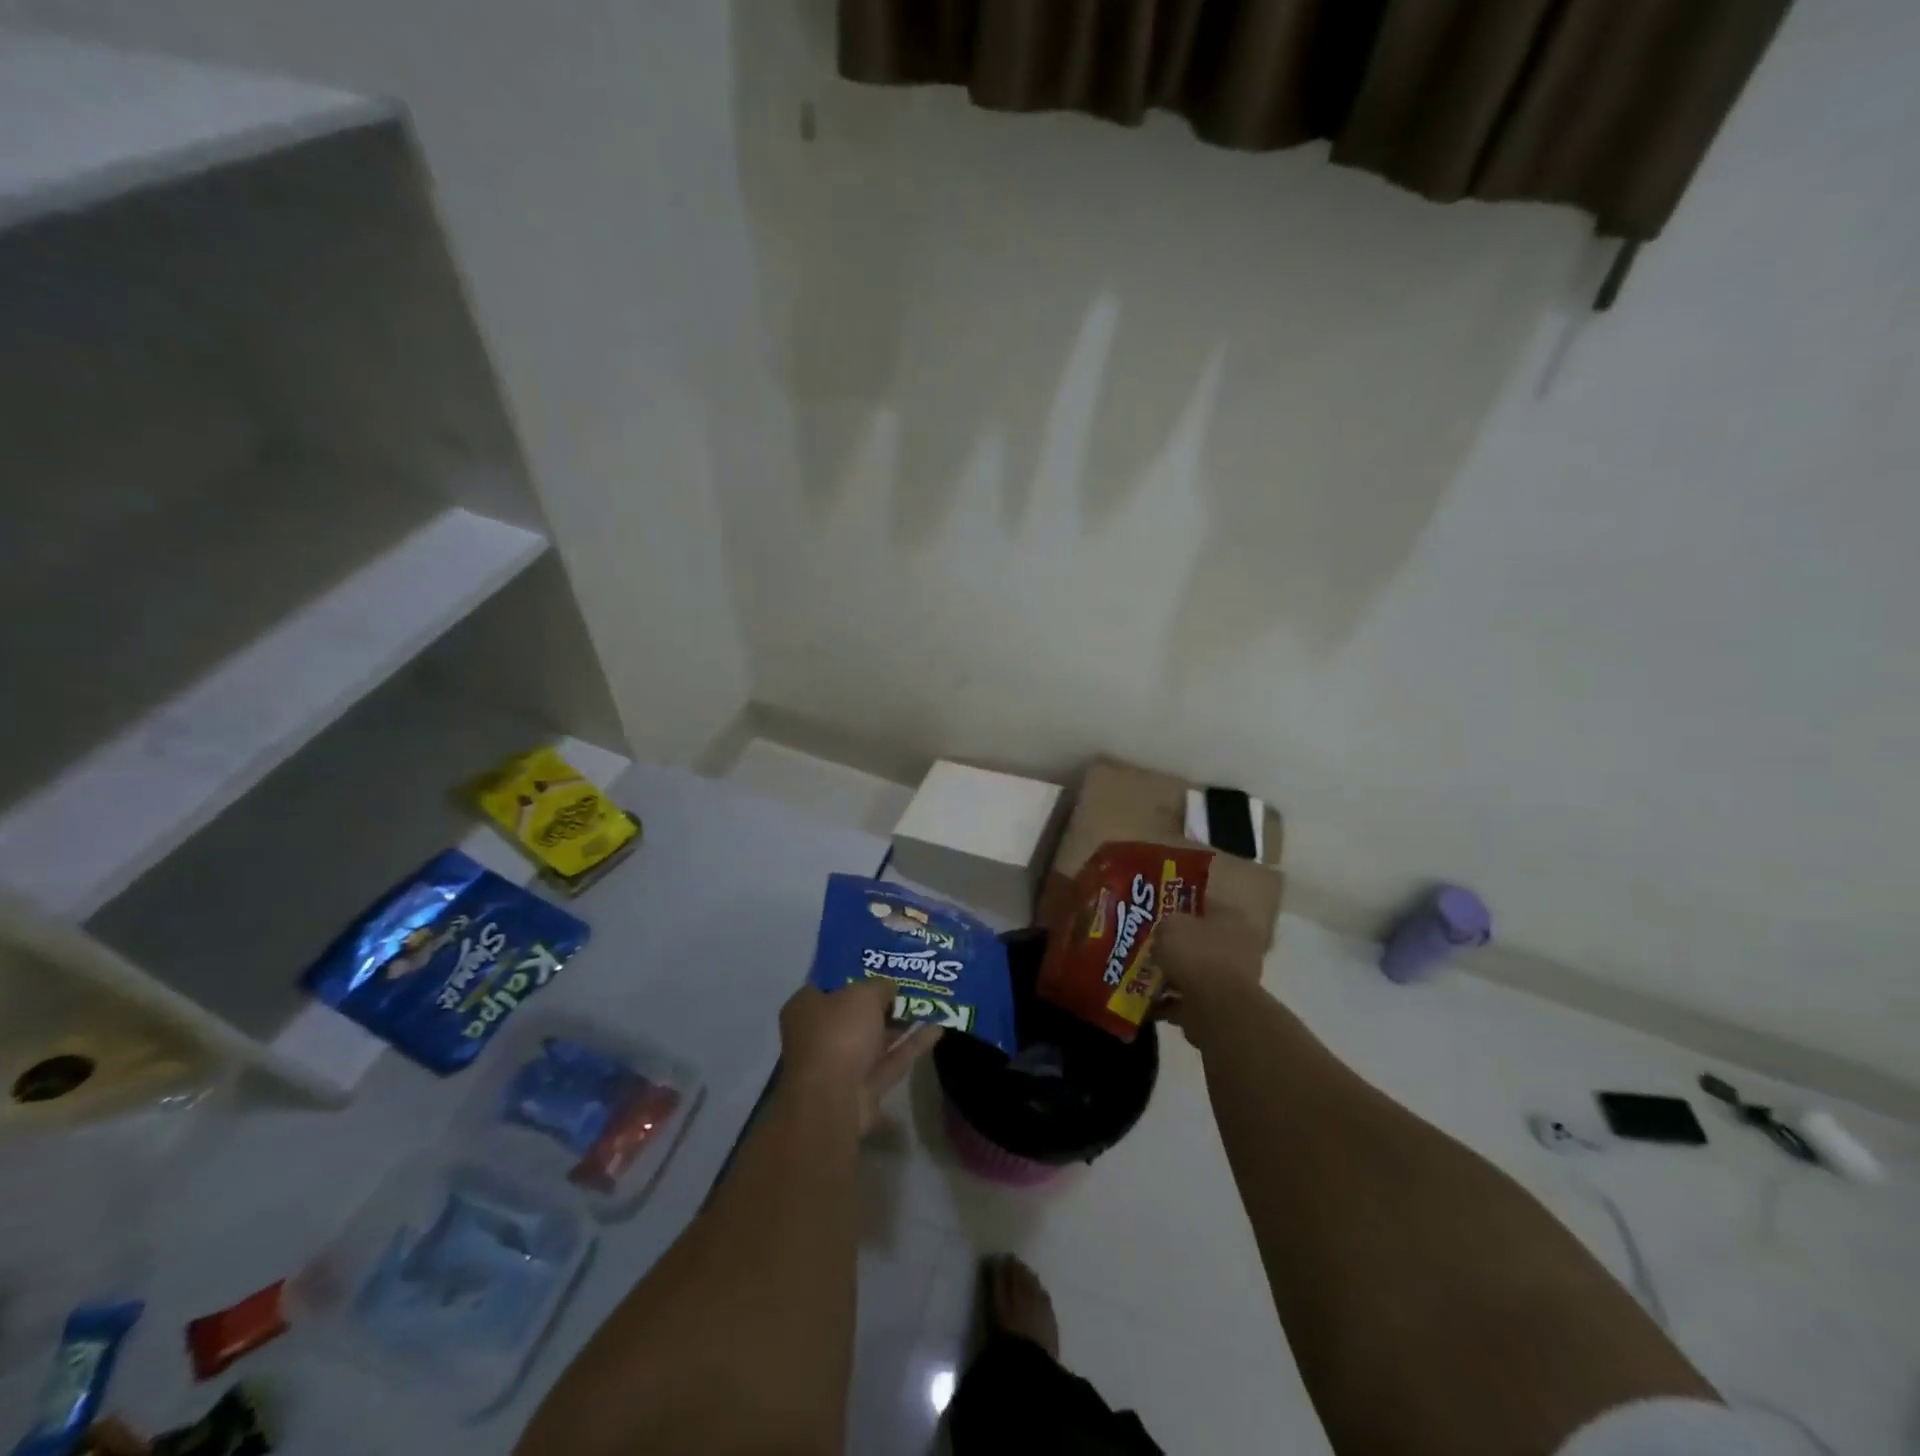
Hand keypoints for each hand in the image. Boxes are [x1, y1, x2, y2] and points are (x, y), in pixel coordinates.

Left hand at [779, 979, 940, 1132]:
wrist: (833, 1099)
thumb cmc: (838, 1034)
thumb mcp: (863, 995)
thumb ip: (880, 986)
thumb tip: (890, 987)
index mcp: (806, 1007)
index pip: (830, 984)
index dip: (855, 972)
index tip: (881, 963)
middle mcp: (819, 1035)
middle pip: (854, 1012)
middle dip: (882, 1000)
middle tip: (911, 982)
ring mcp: (841, 1063)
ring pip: (875, 1038)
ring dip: (900, 1022)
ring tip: (930, 1002)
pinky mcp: (863, 1087)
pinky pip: (891, 1059)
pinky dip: (911, 1045)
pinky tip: (938, 1029)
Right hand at [1151, 908, 1265, 1035]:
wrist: (1216, 1007)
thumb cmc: (1196, 954)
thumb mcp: (1169, 925)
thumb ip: (1165, 924)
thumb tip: (1164, 932)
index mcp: (1231, 917)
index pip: (1203, 903)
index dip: (1178, 905)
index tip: (1155, 911)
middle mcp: (1237, 945)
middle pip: (1198, 939)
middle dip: (1173, 944)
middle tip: (1148, 944)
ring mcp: (1232, 978)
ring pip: (1194, 970)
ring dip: (1171, 973)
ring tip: (1142, 974)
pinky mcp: (1221, 1006)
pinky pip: (1189, 998)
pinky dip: (1170, 1000)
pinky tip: (1148, 999)